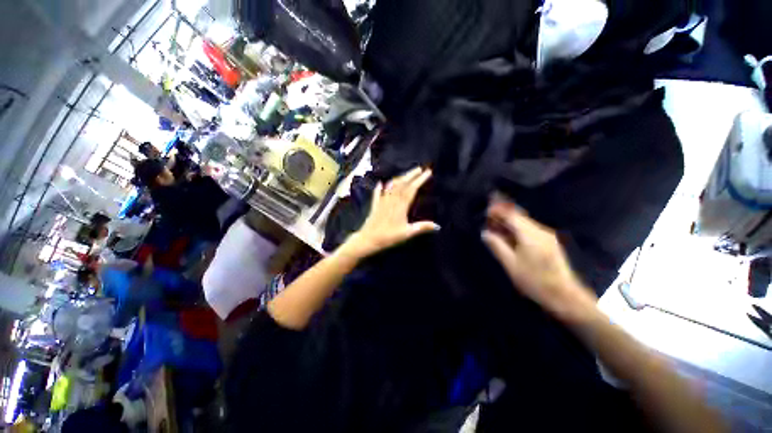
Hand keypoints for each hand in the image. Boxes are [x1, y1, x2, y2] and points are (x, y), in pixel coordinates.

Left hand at [341, 167, 439, 258]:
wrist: (368, 239)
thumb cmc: (388, 236)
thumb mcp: (407, 233)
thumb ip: (422, 227)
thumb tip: (437, 226)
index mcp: (401, 206)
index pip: (412, 189)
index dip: (420, 180)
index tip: (427, 172)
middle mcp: (392, 200)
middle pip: (402, 184)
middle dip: (411, 175)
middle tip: (419, 168)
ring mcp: (382, 202)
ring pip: (391, 187)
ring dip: (399, 178)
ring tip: (406, 174)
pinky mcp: (375, 206)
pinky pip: (377, 194)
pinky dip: (379, 188)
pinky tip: (380, 183)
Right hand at [481, 196, 596, 321]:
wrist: (565, 296)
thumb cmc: (535, 281)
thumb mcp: (511, 265)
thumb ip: (497, 246)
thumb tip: (485, 233)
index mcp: (530, 235)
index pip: (512, 215)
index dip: (498, 210)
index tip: (486, 209)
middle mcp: (540, 231)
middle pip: (519, 216)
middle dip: (503, 214)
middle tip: (488, 217)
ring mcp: (546, 236)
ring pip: (524, 222)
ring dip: (509, 221)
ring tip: (495, 225)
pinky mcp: (549, 242)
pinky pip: (529, 229)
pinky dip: (516, 228)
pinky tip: (509, 235)